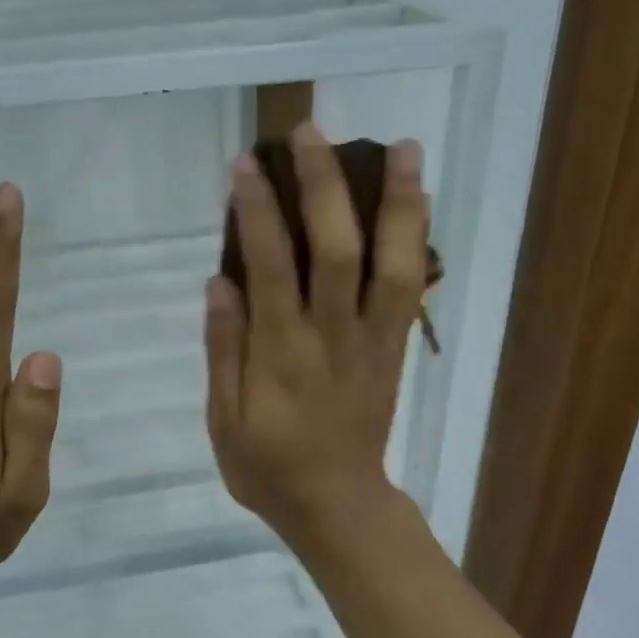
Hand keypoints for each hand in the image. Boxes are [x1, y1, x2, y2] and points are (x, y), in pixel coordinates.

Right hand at [205, 124, 428, 548]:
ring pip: (394, 263)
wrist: (337, 506)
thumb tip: (221, 281)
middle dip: (324, 186)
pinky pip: (412, 289)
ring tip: (402, 146)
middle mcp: (333, 338)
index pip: (271, 268)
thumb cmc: (268, 468)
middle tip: (312, 131)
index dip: (259, 212)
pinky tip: (417, 200)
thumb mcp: (223, 421)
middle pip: (337, 250)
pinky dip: (417, 240)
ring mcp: (373, 341)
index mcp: (282, 356)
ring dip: (399, 203)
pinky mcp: (395, 349)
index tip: (247, 165)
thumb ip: (223, 350)